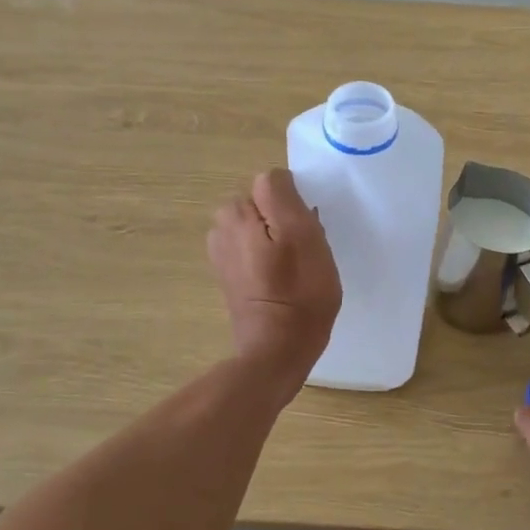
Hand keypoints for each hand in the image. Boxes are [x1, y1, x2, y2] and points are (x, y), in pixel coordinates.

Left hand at [208, 169, 340, 387]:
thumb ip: (282, 195)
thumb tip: (275, 179)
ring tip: (296, 268)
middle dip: (285, 221)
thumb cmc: (299, 292)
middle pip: (264, 205)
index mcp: (237, 212)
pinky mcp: (230, 276)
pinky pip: (255, 250)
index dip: (296, 204)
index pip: (273, 183)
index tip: (308, 230)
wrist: (278, 349)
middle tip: (305, 251)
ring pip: (261, 228)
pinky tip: (283, 281)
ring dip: (279, 241)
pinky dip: (270, 260)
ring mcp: (223, 253)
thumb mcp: (302, 234)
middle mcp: (222, 227)